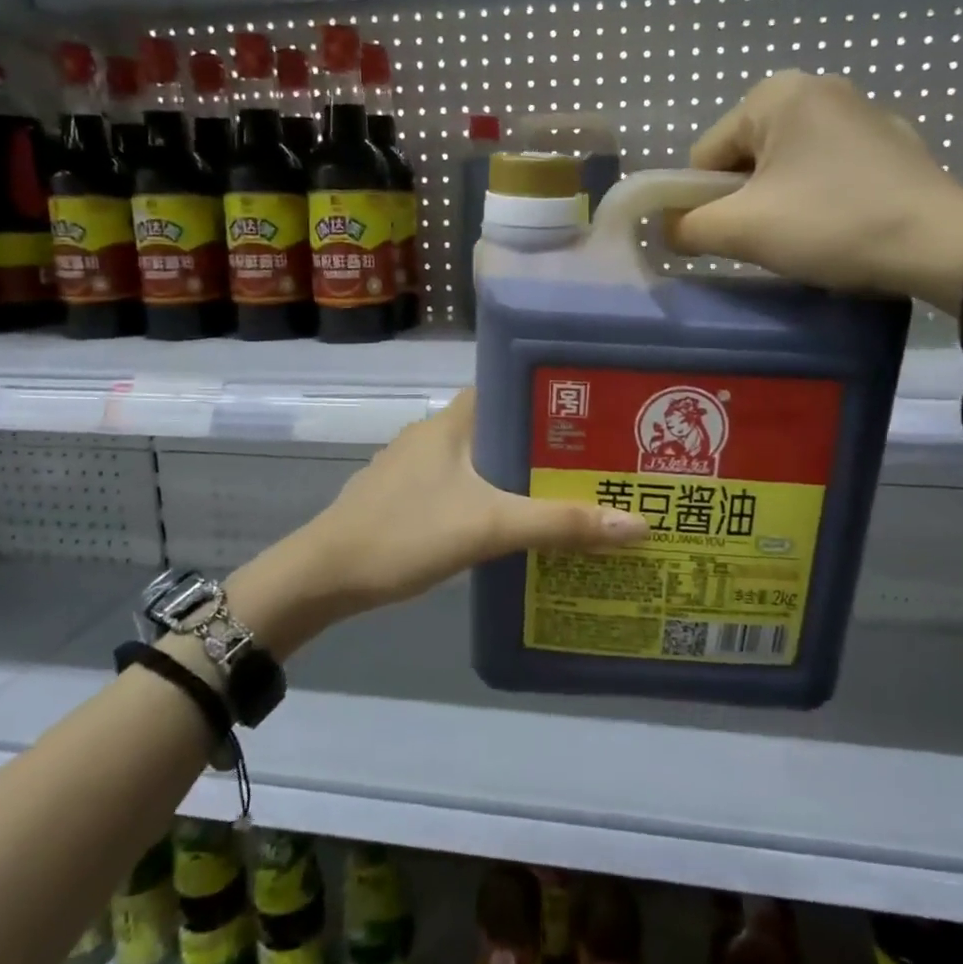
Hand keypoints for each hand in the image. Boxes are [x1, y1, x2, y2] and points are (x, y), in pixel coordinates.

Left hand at [226, 391, 647, 654]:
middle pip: (498, 426)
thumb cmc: (405, 534)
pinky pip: (459, 486)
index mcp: (451, 422)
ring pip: (478, 460)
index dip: (547, 395)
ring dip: (516, 472)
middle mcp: (432, 435)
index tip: (592, 411)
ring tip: (566, 491)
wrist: (324, 577)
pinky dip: (489, 496)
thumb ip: (559, 524)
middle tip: (594, 460)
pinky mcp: (405, 499)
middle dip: (542, 441)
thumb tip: (638, 523)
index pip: (505, 387)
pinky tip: (512, 523)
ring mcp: (414, 468)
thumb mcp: (488, 527)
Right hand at [674, 71, 962, 311]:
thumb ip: (686, 227)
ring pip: (784, 167)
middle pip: (744, 158)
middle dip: (745, 201)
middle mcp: (817, 88)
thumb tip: (666, 228)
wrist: (940, 244)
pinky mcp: (890, 141)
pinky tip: (840, 225)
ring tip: (808, 236)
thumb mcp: (742, 230)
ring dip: (779, 202)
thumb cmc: (831, 224)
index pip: (705, 155)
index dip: (705, 202)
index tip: (735, 234)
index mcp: (776, 95)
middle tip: (771, 238)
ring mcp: (859, 111)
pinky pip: (825, 169)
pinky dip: (818, 197)